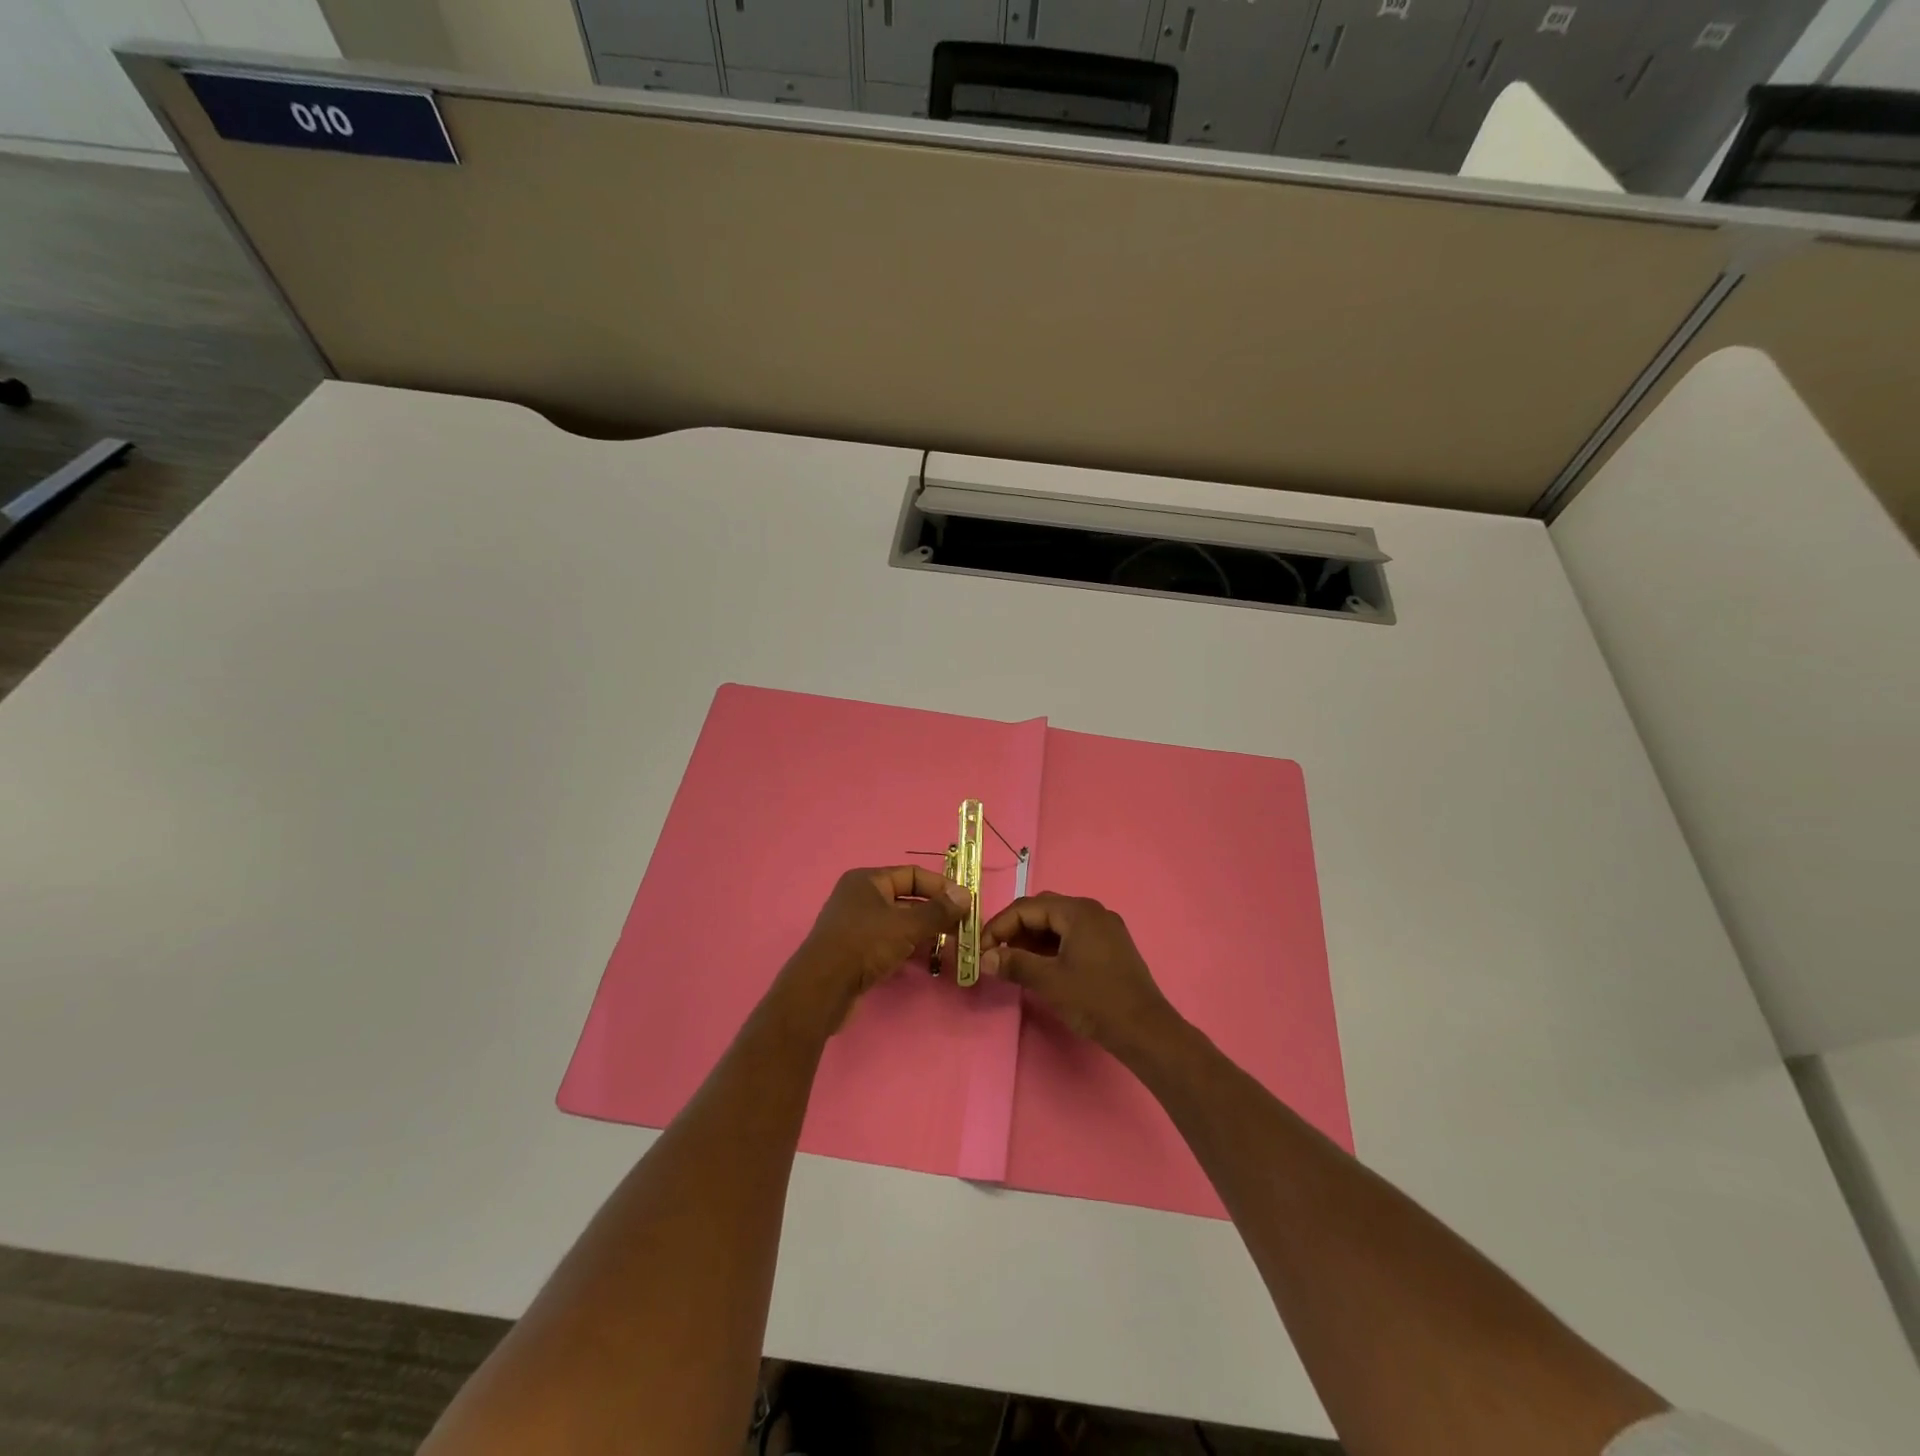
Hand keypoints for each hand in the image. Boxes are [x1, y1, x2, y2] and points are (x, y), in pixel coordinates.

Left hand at [781, 866, 970, 1032]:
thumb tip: (966, 895)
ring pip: (899, 923)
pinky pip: (890, 942)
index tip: (965, 903)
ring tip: (952, 946)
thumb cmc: (864, 945)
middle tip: (963, 928)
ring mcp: (857, 925)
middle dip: (936, 913)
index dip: (940, 886)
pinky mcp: (856, 951)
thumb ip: (938, 911)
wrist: (822, 988)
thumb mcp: (905, 925)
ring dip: (925, 933)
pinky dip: (909, 948)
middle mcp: (860, 897)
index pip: (912, 875)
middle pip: (907, 899)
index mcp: (868, 880)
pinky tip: (928, 960)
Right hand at [979, 894, 1179, 1053]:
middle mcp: (1092, 911)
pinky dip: (1051, 947)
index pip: (1027, 907)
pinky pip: (1072, 935)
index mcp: (1078, 911)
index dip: (999, 926)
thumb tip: (985, 959)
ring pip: (1057, 924)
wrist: (1145, 1030)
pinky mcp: (1110, 946)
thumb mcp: (1049, 982)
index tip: (981, 950)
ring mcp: (1104, 928)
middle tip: (995, 953)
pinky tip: (1039, 966)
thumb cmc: (1096, 1000)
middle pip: (1043, 910)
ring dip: (1032, 939)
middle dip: (1015, 929)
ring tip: (1012, 962)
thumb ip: (1015, 964)